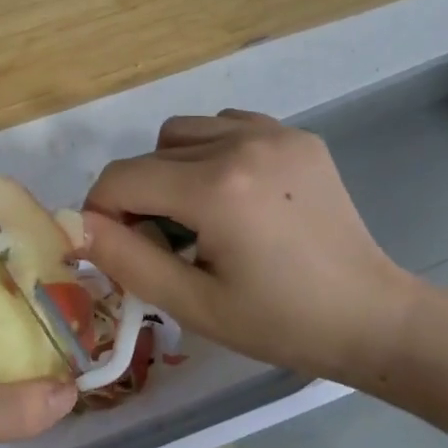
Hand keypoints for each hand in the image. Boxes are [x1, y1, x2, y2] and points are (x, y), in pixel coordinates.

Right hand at [82, 110, 423, 391]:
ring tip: (200, 215)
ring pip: (184, 131)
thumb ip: (125, 259)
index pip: (121, 178)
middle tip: (165, 245)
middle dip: (139, 197)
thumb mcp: (192, 304)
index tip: (119, 248)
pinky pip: (226, 125)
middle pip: (149, 154)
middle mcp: (241, 143)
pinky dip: (211, 151)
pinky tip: (234, 194)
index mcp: (215, 189)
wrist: (372, 317)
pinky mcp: (297, 136)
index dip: (102, 212)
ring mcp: (274, 133)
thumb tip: (75, 225)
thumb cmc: (279, 323)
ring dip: (172, 168)